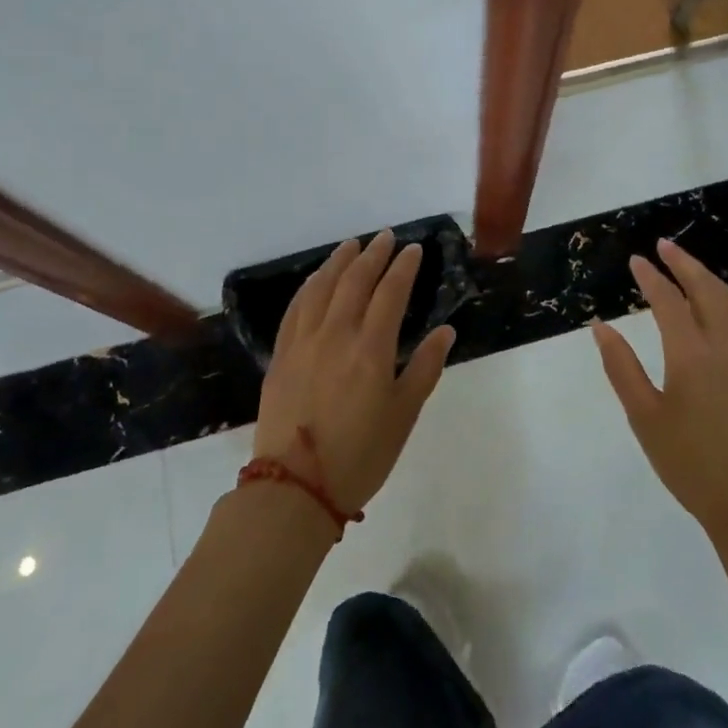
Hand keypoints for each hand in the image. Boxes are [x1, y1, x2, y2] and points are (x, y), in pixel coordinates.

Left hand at [255, 229, 454, 513]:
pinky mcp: (282, 355)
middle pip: (355, 281)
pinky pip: (296, 308)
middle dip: (373, 255)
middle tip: (385, 238)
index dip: (404, 267)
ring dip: (339, 262)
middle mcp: (336, 335)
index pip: (390, 293)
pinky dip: (309, 286)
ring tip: (352, 245)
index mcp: (371, 350)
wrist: (295, 489)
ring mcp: (304, 342)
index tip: (414, 249)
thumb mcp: (404, 415)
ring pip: (322, 288)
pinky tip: (316, 278)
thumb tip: (446, 331)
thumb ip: (424, 368)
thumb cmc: (361, 455)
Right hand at [592, 238, 727, 542]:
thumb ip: (621, 367)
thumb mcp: (644, 417)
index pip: (668, 301)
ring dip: (708, 280)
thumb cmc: (690, 464)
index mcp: (692, 355)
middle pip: (707, 289)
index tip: (636, 260)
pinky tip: (719, 310)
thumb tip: (600, 326)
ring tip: (688, 270)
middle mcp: (727, 346)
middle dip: (684, 263)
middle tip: (664, 246)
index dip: (650, 277)